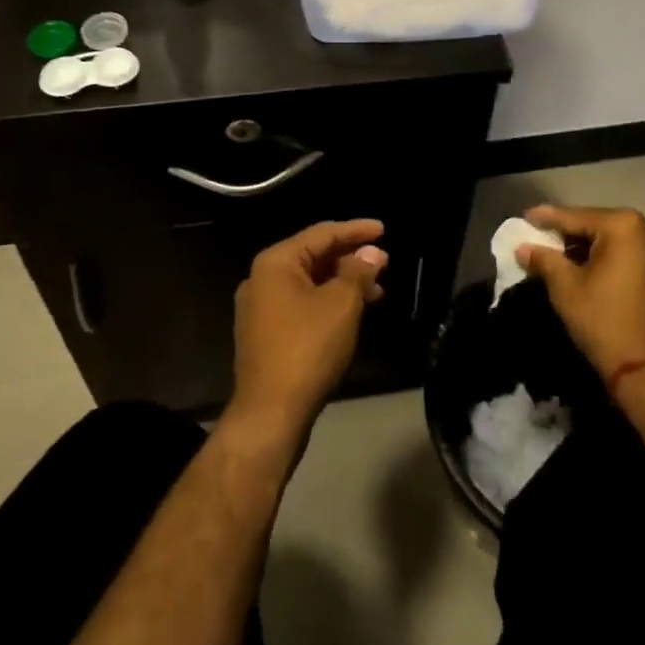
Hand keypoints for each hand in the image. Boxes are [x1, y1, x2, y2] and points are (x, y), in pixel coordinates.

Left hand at [230, 221, 388, 439]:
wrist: (270, 414)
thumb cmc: (307, 348)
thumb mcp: (341, 305)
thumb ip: (358, 272)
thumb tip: (372, 252)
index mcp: (275, 263)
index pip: (322, 234)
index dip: (355, 230)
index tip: (383, 230)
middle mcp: (262, 279)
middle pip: (313, 256)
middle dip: (350, 257)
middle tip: (383, 262)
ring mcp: (260, 308)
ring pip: (309, 283)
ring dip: (342, 282)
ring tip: (377, 290)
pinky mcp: (265, 334)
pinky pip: (301, 304)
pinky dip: (327, 302)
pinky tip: (352, 312)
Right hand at [516, 205, 644, 386]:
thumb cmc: (607, 324)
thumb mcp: (566, 289)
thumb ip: (544, 260)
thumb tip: (524, 247)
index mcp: (625, 226)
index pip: (576, 216)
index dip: (547, 218)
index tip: (526, 217)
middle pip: (600, 225)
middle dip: (573, 233)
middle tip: (545, 239)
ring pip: (620, 241)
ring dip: (595, 247)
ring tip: (567, 256)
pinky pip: (637, 255)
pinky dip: (616, 259)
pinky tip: (596, 269)